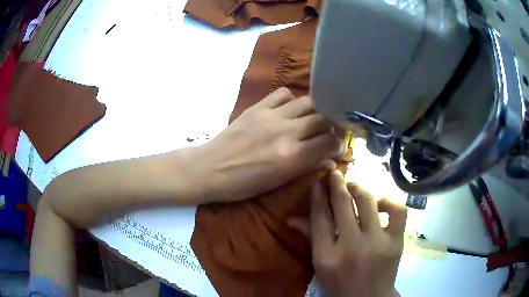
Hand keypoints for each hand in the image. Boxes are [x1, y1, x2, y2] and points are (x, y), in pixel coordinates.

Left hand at [195, 87, 341, 202]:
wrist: (210, 168)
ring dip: (316, 111)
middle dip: (332, 125)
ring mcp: (271, 116)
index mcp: (291, 157)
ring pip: (308, 102)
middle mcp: (286, 132)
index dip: (339, 145)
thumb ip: (306, 168)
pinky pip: (283, 94)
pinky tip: (288, 111)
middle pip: (324, 118)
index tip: (338, 148)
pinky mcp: (257, 107)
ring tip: (311, 119)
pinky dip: (292, 100)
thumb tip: (330, 160)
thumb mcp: (277, 184)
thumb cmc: (243, 184)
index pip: (329, 142)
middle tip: (328, 132)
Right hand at [306, 170, 406, 296]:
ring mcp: (377, 243)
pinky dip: (390, 202)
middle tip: (335, 172)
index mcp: (326, 256)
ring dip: (359, 189)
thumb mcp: (320, 265)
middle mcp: (351, 247)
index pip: (320, 216)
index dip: (318, 194)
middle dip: (337, 183)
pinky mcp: (396, 242)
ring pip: (368, 202)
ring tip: (354, 186)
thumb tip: (292, 217)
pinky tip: (381, 205)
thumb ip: (310, 238)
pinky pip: (397, 211)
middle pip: (342, 204)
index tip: (319, 179)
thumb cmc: (340, 284)